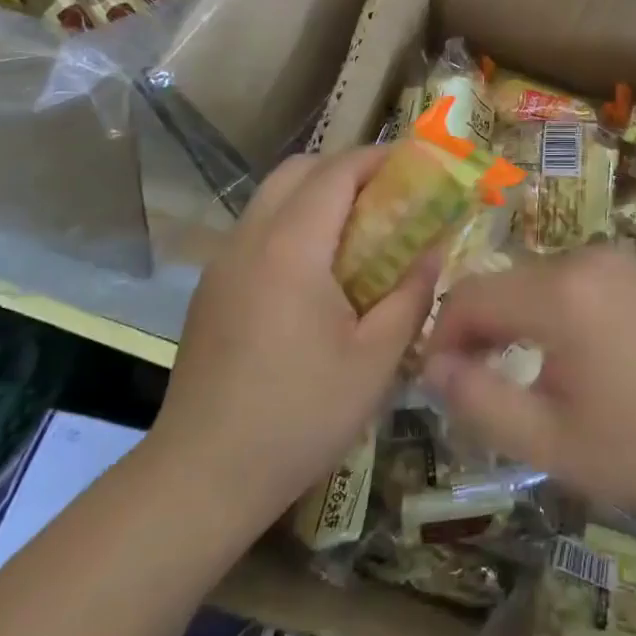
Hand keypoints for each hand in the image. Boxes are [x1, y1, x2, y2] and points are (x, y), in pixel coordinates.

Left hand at [149, 147, 435, 522]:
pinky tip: (318, 272)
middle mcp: (250, 240)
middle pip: (297, 171)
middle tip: (389, 194)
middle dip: (346, 168)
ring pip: (272, 198)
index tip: (417, 163)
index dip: (378, 158)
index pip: (336, 172)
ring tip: (359, 229)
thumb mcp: (376, 359)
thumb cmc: (300, 415)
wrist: (201, 477)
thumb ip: (411, 294)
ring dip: (317, 195)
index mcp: (291, 248)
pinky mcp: (211, 290)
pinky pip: (257, 230)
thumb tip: (434, 250)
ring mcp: (223, 263)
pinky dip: (293, 223)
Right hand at [422, 246, 635, 519]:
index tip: (438, 383)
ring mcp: (613, 260)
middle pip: (501, 283)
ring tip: (515, 376)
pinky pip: (568, 281)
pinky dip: (547, 311)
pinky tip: (563, 356)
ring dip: (511, 321)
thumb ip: (480, 401)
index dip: (443, 336)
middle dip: (476, 331)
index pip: (470, 295)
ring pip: (533, 281)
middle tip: (474, 388)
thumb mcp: (550, 441)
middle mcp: (583, 259)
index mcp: (559, 294)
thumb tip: (433, 367)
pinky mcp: (633, 272)